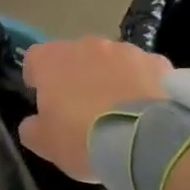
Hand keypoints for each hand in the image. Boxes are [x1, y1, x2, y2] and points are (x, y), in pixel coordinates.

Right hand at [18, 37, 171, 180]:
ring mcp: (125, 50)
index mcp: (52, 60)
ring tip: (118, 111)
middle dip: (76, 77)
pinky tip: (145, 111)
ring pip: (110, 61)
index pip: (35, 58)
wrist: (143, 142)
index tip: (44, 100)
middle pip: (74, 57)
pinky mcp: (157, 62)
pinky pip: (142, 70)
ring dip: (109, 78)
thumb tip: (34, 122)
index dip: (37, 78)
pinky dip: (140, 84)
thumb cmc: (82, 139)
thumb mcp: (44, 144)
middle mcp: (87, 45)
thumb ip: (32, 128)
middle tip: (81, 110)